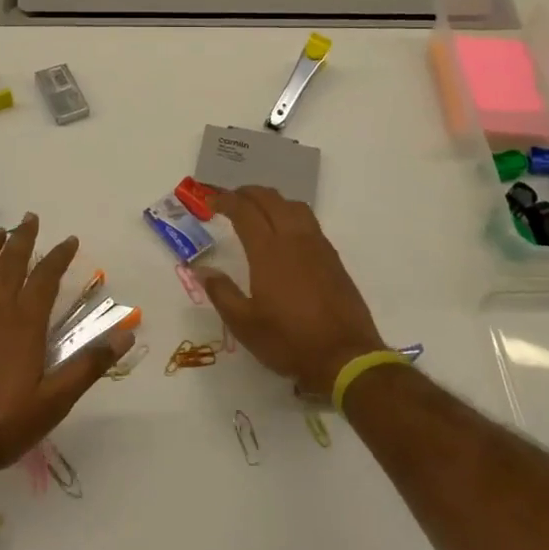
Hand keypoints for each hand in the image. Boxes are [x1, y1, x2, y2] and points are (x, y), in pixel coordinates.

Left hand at [0, 214, 132, 477]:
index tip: (69, 239)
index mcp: (24, 324)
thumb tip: (125, 333)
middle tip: (29, 219)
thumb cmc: (1, 424)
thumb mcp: (55, 401)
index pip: (45, 279)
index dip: (58, 257)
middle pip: (8, 266)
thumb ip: (89, 365)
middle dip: (21, 240)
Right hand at [201, 186, 386, 397]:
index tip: (211, 201)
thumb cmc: (289, 341)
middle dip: (248, 193)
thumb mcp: (245, 324)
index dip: (225, 201)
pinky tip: (286, 233)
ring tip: (259, 210)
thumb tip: (202, 270)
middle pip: (270, 199)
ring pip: (294, 206)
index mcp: (268, 251)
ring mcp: (317, 246)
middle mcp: (293, 239)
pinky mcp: (333, 257)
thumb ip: (221, 292)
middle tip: (231, 199)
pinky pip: (309, 221)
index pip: (244, 211)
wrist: (345, 356)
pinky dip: (291, 214)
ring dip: (273, 200)